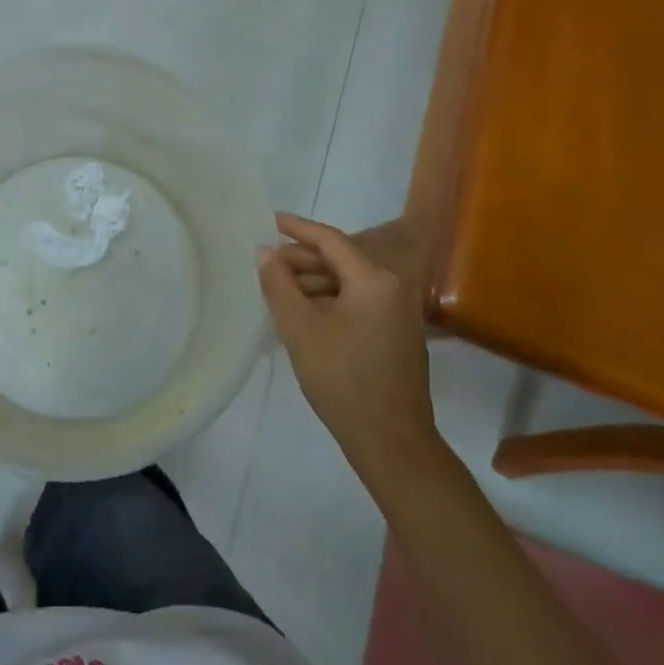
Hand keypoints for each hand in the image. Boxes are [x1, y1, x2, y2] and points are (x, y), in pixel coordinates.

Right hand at [259, 212, 441, 475]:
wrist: (392, 444)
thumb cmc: (343, 380)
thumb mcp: (300, 329)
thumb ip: (279, 284)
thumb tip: (265, 252)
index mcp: (375, 280)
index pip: (331, 240)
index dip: (298, 228)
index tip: (271, 220)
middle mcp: (393, 289)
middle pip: (341, 260)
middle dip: (302, 259)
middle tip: (266, 262)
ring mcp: (398, 314)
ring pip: (348, 283)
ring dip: (313, 282)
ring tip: (278, 288)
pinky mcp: (396, 336)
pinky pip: (357, 303)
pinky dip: (329, 301)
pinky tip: (303, 313)